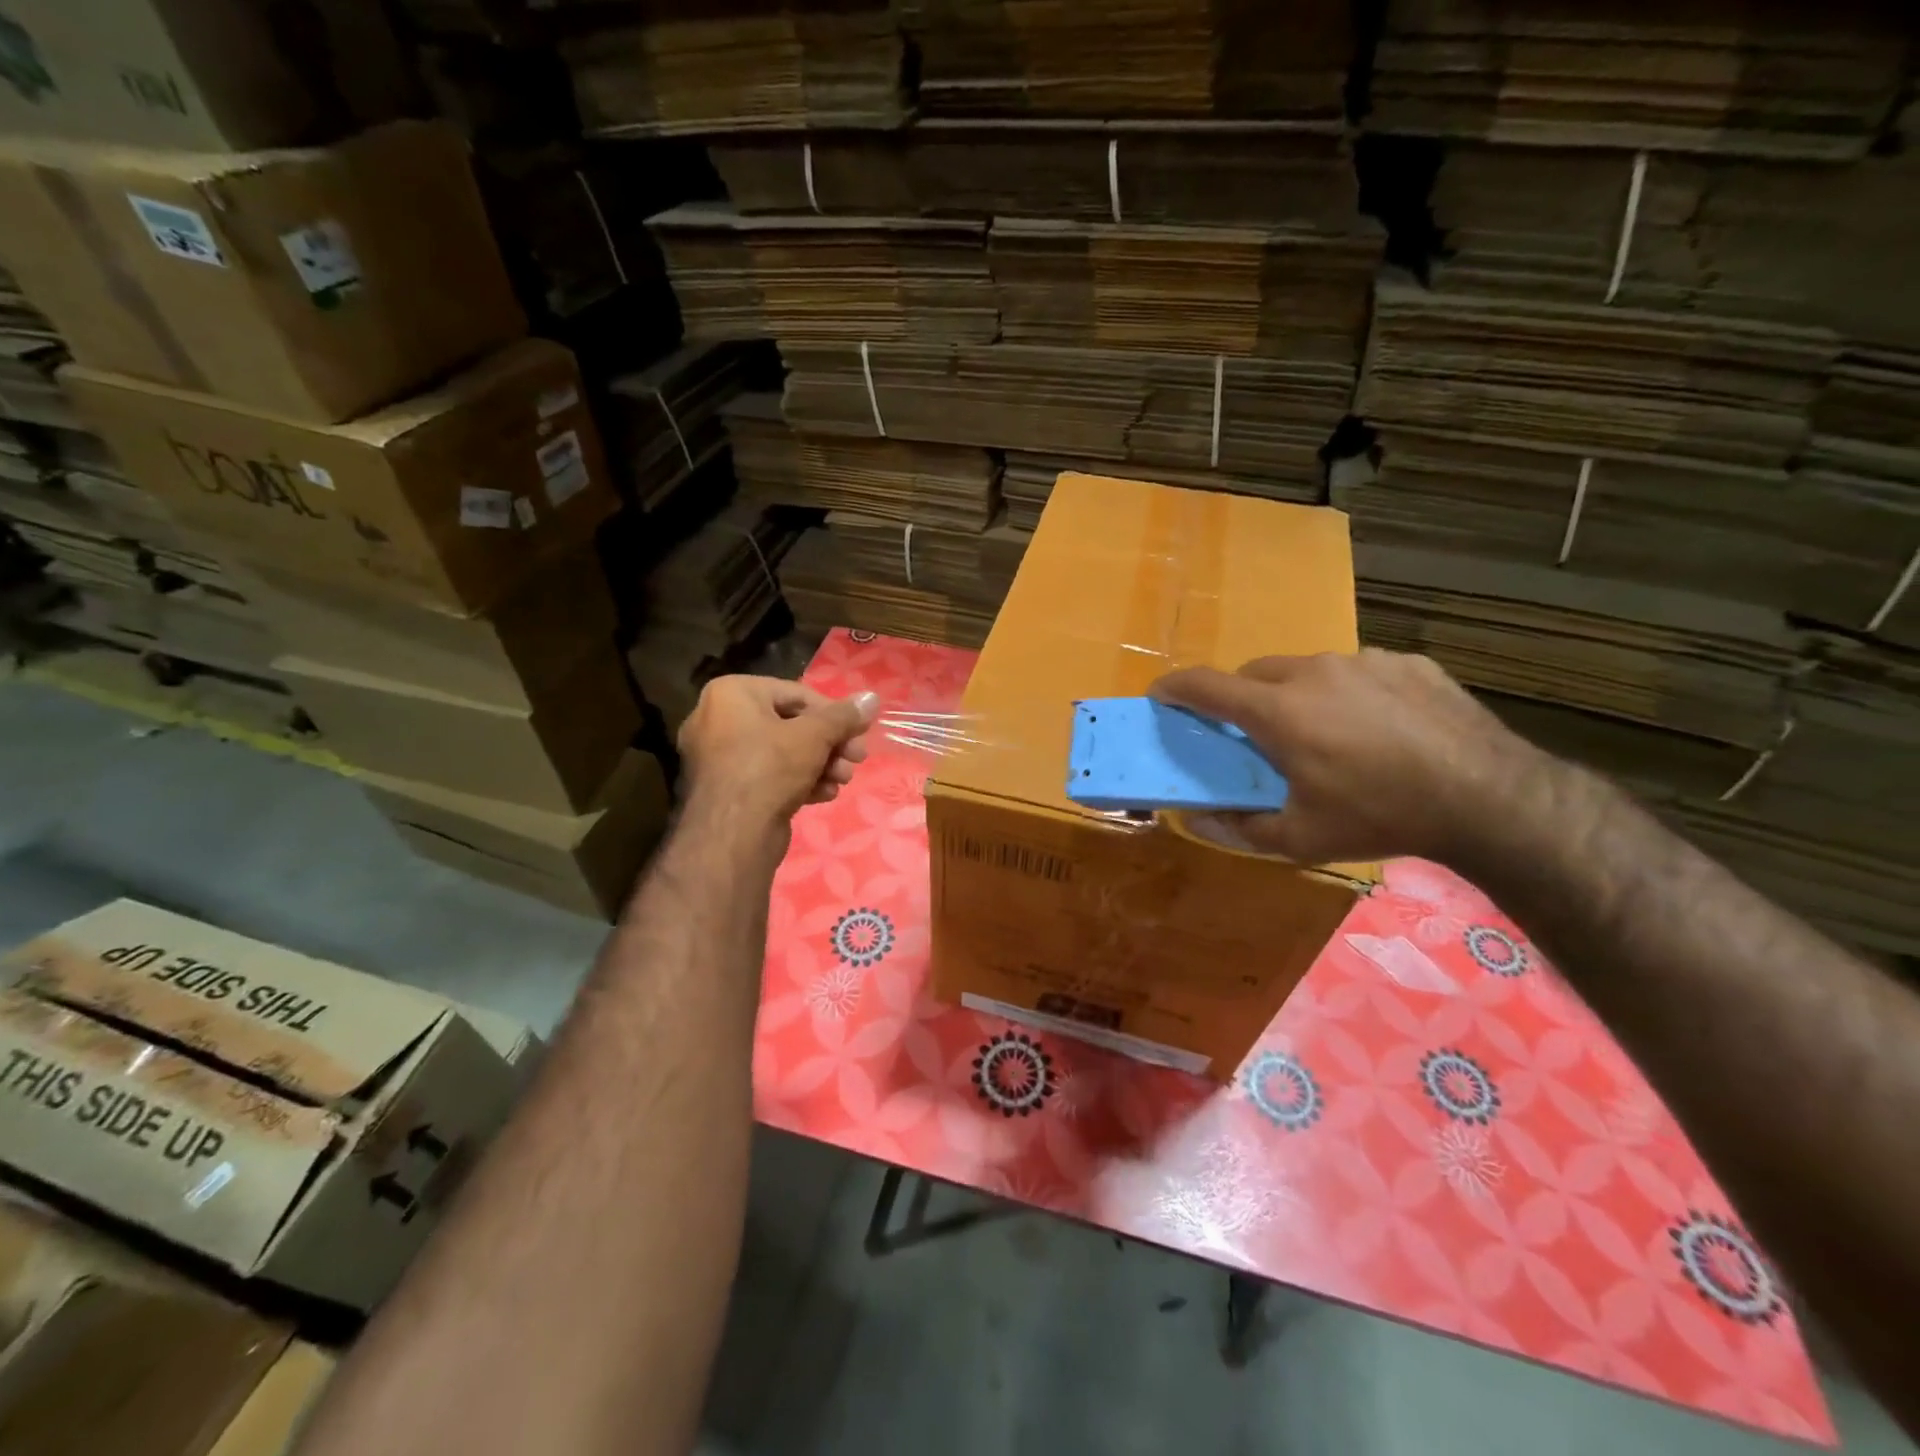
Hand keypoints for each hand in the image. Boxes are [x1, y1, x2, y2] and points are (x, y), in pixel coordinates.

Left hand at [678, 677, 879, 835]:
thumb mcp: (815, 736)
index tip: (859, 733)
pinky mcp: (726, 789)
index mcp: (731, 693)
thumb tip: (871, 697)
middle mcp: (717, 719)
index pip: (796, 694)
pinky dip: (798, 781)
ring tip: (843, 780)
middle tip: (857, 759)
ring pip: (782, 753)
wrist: (732, 836)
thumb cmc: (771, 768)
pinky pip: (768, 775)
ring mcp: (719, 757)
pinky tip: (825, 794)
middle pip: (791, 724)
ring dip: (820, 764)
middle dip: (829, 743)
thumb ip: (844, 716)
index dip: (834, 714)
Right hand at [1149, 649, 1545, 864]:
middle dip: (1240, 698)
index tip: (1160, 696)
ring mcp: (1363, 661)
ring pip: (1306, 668)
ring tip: (1324, 734)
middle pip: (1253, 672)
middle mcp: (1312, 672)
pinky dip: (1347, 693)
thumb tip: (1194, 819)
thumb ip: (1238, 828)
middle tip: (1254, 735)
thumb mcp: (1301, 838)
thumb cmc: (1378, 816)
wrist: (1489, 797)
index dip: (1174, 688)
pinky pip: (1357, 671)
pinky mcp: (1406, 662)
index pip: (1205, 685)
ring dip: (1295, 694)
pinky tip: (1377, 728)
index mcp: (1277, 711)